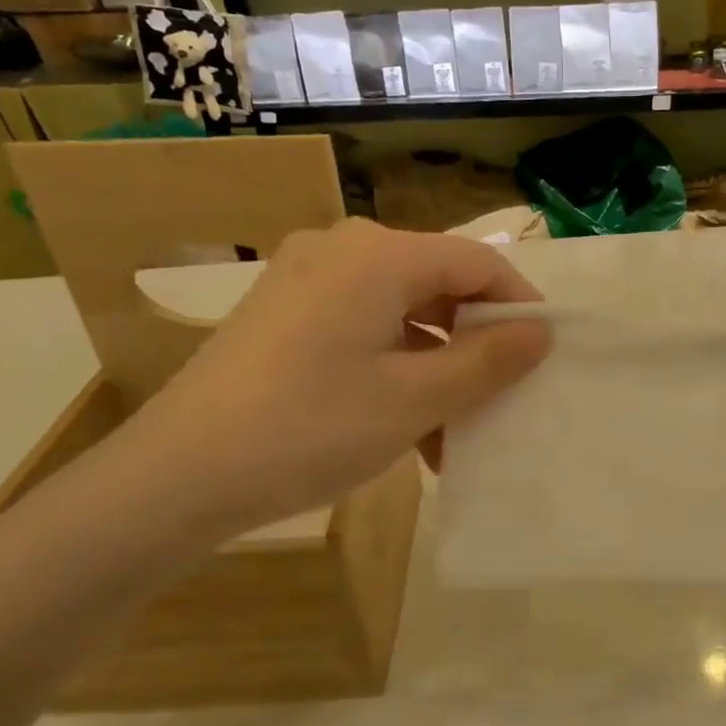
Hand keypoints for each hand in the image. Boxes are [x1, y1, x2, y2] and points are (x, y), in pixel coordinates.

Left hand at [122, 220, 548, 542]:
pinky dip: (393, 370)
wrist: (180, 475)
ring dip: (435, 368)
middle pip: (437, 285)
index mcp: (379, 255)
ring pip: (400, 314)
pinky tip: (404, 428)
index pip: (476, 261)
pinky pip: (361, 329)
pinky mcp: (284, 314)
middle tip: (499, 399)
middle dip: (474, 344)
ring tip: (451, 433)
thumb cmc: (312, 427)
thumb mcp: (415, 398)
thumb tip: (540, 332)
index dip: (518, 304)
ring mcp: (306, 280)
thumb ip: (487, 360)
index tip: (544, 354)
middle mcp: (342, 250)